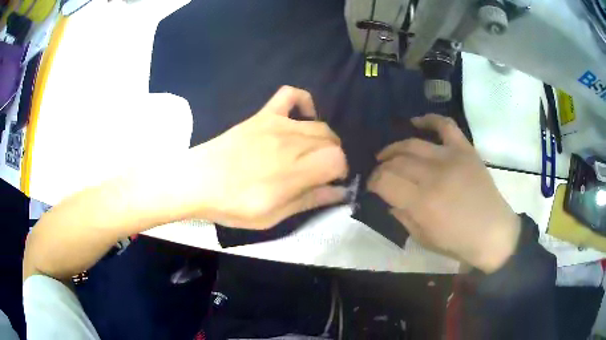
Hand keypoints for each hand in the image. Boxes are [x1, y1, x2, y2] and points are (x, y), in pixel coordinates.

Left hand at [182, 86, 347, 228]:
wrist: (197, 181)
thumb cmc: (233, 205)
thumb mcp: (273, 216)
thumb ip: (310, 200)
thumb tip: (339, 193)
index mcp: (296, 171)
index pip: (338, 159)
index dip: (341, 172)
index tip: (331, 182)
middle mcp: (292, 142)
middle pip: (332, 141)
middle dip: (333, 158)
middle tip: (319, 173)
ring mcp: (277, 124)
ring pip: (319, 124)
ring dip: (324, 140)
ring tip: (311, 153)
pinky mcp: (262, 115)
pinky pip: (290, 95)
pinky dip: (303, 101)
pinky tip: (302, 117)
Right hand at [368, 114, 519, 272]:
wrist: (493, 233)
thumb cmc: (457, 242)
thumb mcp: (422, 238)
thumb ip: (401, 216)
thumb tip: (388, 199)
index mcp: (421, 203)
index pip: (384, 181)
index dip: (372, 182)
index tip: (371, 186)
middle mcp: (434, 175)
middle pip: (396, 161)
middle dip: (382, 167)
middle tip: (380, 175)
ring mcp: (451, 158)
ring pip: (413, 143)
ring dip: (395, 148)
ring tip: (389, 155)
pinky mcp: (465, 150)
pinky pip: (445, 126)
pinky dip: (429, 120)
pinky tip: (415, 123)